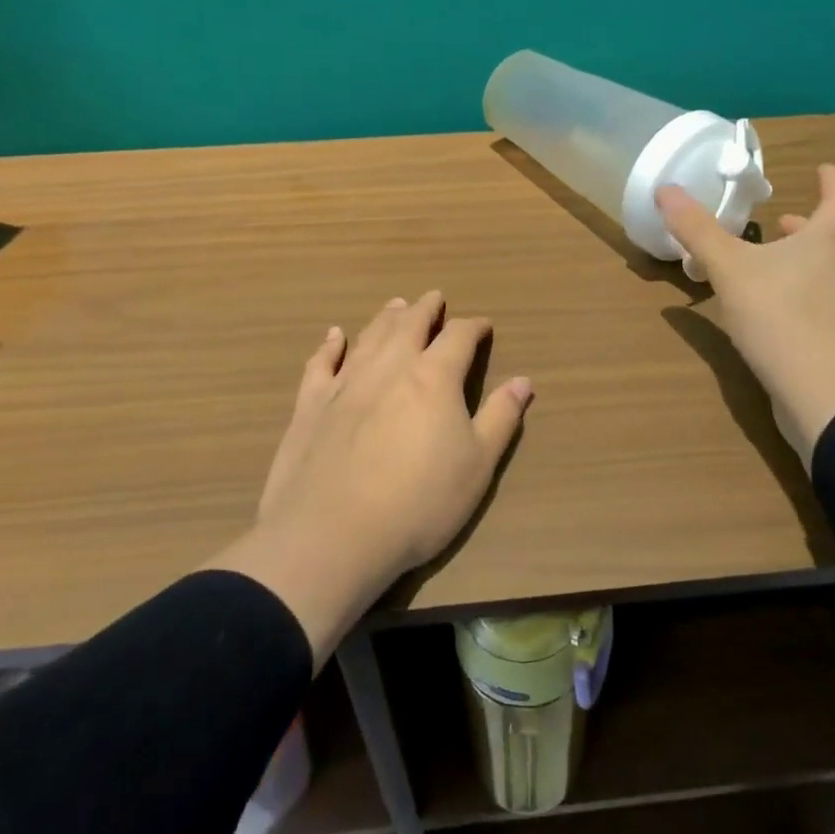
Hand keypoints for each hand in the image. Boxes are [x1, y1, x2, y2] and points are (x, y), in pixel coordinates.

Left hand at [209, 292, 532, 660]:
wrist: (332, 535)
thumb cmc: (419, 503)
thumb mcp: (478, 466)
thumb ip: (501, 418)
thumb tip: (523, 381)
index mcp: (434, 377)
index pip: (459, 337)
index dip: (474, 327)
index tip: (483, 326)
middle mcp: (390, 367)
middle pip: (410, 325)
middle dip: (426, 309)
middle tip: (434, 298)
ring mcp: (345, 384)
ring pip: (369, 337)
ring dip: (386, 318)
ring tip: (395, 306)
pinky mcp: (310, 406)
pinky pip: (321, 364)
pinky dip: (330, 346)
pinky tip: (334, 336)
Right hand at [658, 165, 834, 466]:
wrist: (823, 393)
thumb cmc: (781, 315)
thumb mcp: (730, 268)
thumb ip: (698, 230)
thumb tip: (666, 189)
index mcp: (824, 242)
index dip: (831, 181)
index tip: (823, 168)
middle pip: (825, 238)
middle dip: (802, 227)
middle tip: (776, 220)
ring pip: (816, 273)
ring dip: (793, 261)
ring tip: (760, 262)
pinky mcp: (828, 341)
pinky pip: (807, 305)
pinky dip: (787, 295)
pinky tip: (759, 310)